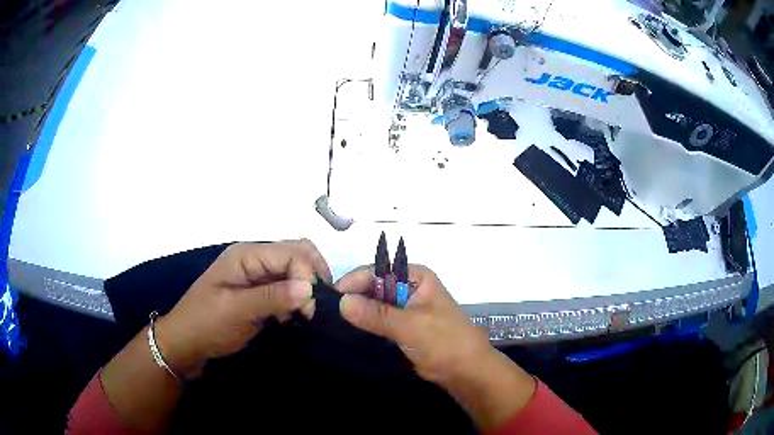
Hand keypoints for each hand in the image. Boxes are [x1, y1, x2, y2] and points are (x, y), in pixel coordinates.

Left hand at [156, 240, 331, 377]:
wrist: (186, 342)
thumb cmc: (206, 324)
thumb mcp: (236, 311)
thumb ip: (272, 297)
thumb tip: (310, 287)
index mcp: (246, 254)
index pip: (291, 253)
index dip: (307, 276)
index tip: (310, 309)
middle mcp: (254, 257)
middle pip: (297, 253)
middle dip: (312, 277)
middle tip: (313, 308)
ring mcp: (256, 273)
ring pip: (294, 269)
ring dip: (305, 288)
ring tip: (304, 314)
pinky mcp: (259, 290)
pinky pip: (286, 286)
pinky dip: (296, 298)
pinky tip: (292, 316)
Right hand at [336, 264, 535, 430]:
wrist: (465, 371)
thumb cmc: (445, 342)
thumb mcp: (411, 326)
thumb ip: (376, 314)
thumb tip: (341, 302)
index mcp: (416, 278)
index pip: (377, 271)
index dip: (354, 281)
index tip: (331, 297)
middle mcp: (408, 289)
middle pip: (373, 287)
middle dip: (353, 298)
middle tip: (326, 312)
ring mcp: (404, 309)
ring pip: (373, 306)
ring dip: (357, 314)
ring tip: (331, 322)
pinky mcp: (400, 328)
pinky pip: (377, 322)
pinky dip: (364, 326)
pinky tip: (346, 332)